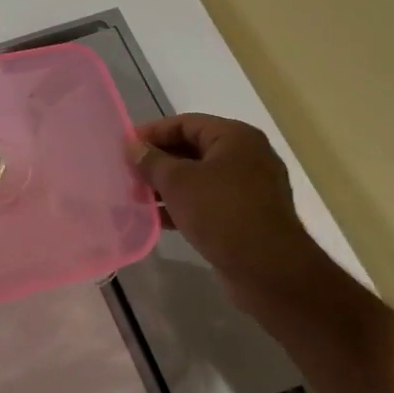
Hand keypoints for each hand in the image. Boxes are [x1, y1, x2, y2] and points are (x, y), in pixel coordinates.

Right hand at [126, 114, 330, 304]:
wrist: (268, 269)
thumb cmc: (222, 212)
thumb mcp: (178, 181)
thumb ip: (151, 160)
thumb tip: (133, 146)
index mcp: (235, 138)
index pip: (185, 123)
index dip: (152, 133)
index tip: (124, 148)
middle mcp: (247, 157)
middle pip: (192, 149)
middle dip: (158, 162)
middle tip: (128, 174)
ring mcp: (250, 188)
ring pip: (199, 178)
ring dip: (167, 186)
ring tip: (137, 197)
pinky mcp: (247, 215)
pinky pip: (208, 201)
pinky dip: (183, 205)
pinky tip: (158, 219)